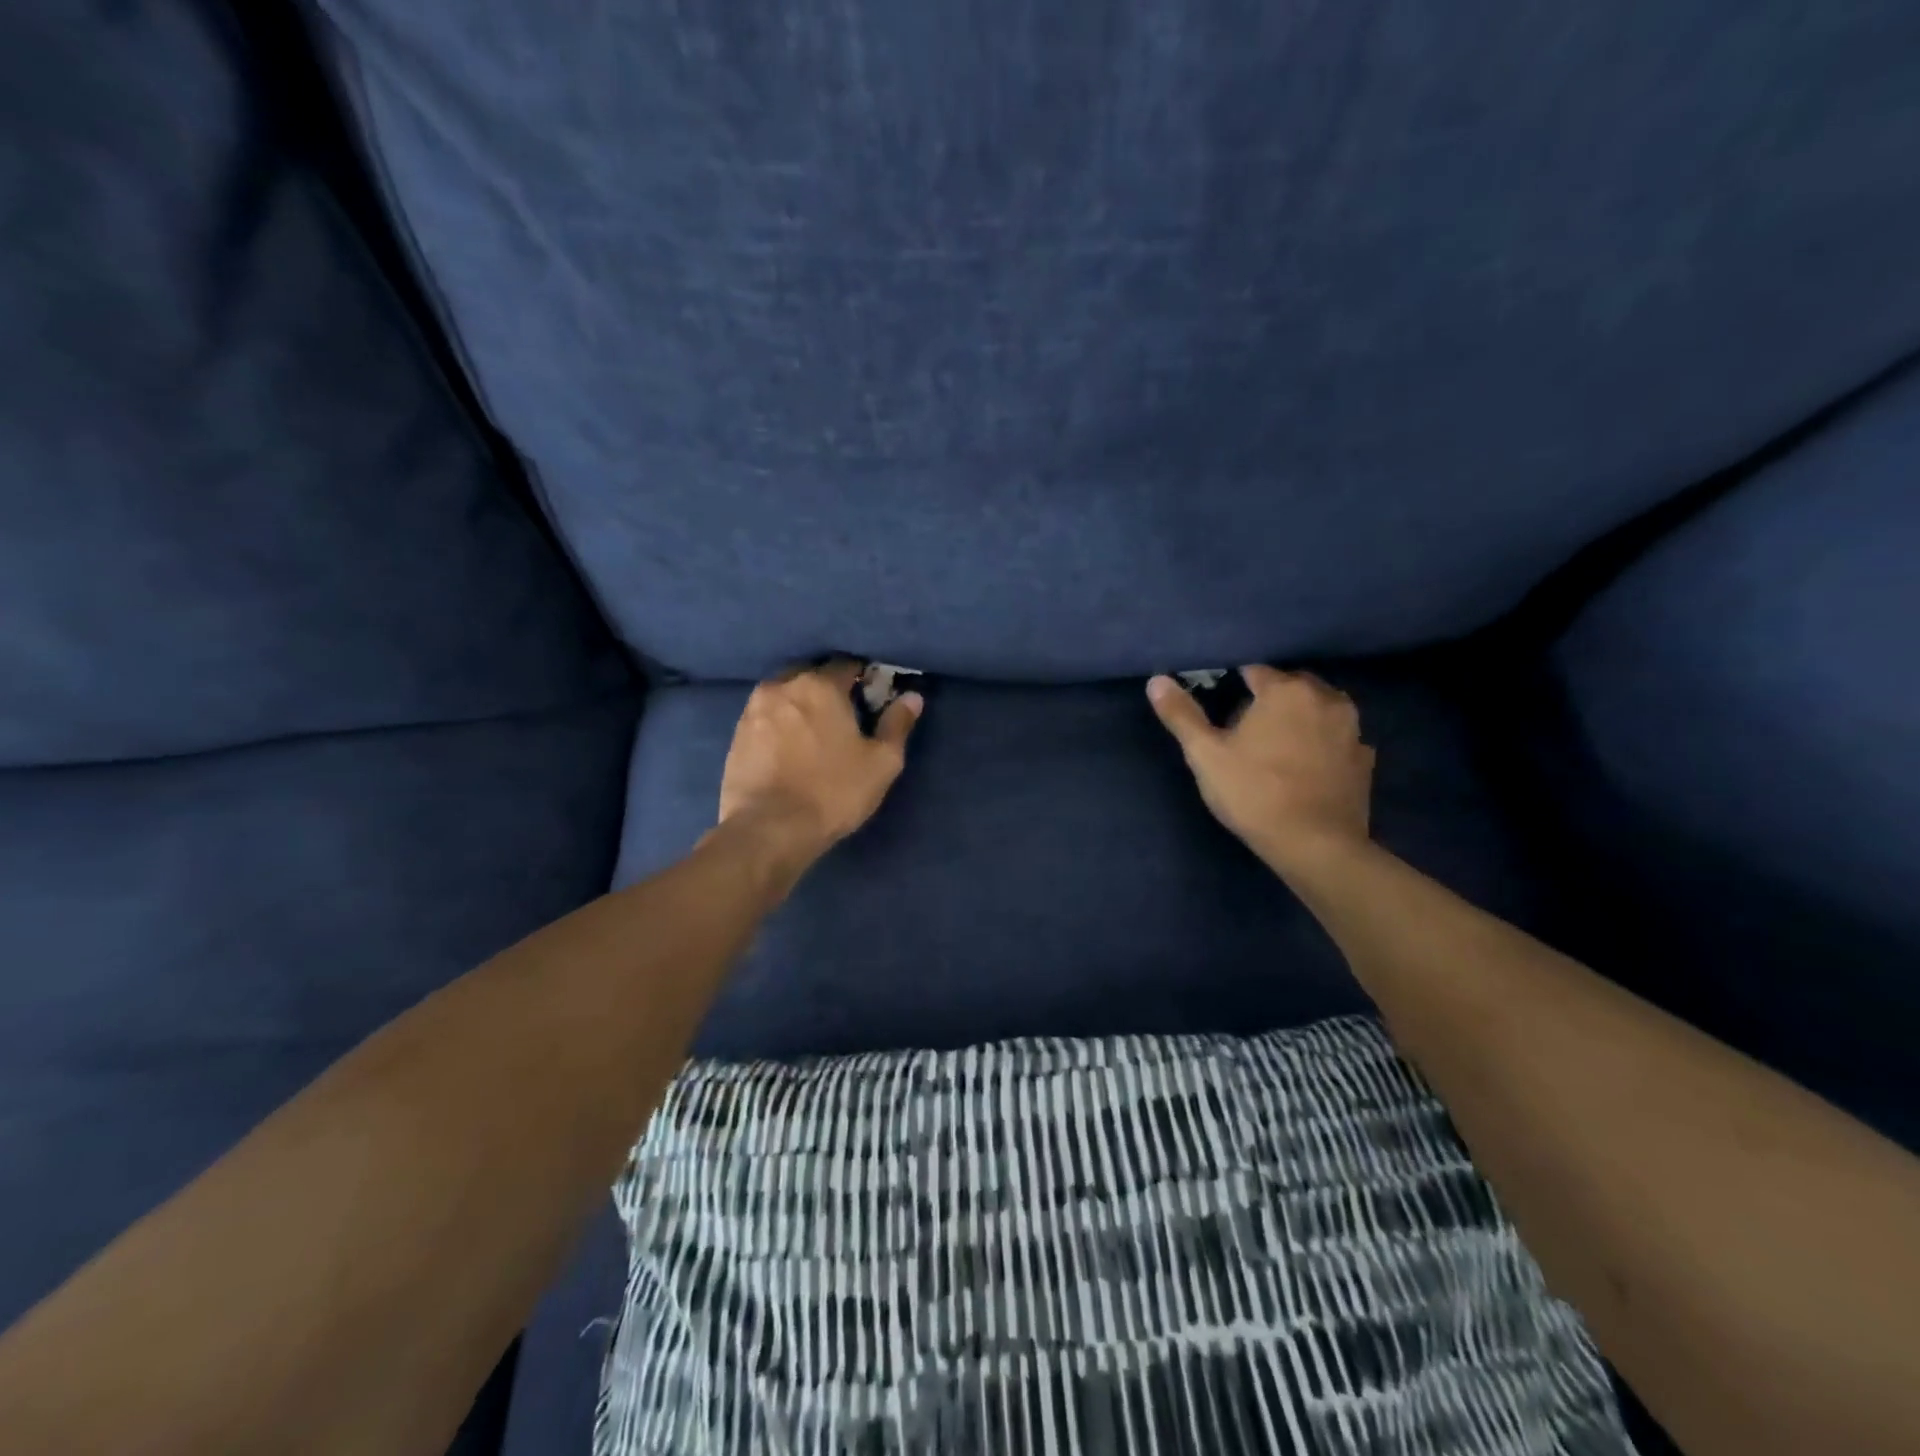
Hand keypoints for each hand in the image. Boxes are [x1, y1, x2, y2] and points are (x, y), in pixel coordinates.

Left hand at [718, 659, 922, 856]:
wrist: (769, 829)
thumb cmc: (833, 792)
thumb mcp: (881, 762)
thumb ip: (897, 724)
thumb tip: (912, 697)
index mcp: (820, 685)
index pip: (846, 664)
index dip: (863, 677)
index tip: (872, 696)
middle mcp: (782, 686)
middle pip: (811, 674)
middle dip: (828, 686)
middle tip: (844, 714)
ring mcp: (753, 710)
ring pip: (785, 694)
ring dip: (801, 704)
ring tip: (815, 731)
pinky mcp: (736, 735)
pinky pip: (766, 716)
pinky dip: (780, 723)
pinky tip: (790, 746)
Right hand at [1147, 666, 1374, 875]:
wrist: (1315, 846)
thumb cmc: (1254, 794)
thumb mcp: (1205, 755)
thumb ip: (1181, 715)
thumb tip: (1157, 680)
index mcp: (1285, 691)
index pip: (1255, 671)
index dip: (1235, 687)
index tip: (1223, 711)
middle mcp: (1325, 698)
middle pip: (1292, 686)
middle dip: (1271, 699)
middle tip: (1247, 731)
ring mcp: (1352, 729)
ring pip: (1320, 709)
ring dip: (1301, 718)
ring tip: (1278, 746)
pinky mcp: (1365, 759)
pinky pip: (1338, 739)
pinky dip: (1324, 744)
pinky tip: (1307, 767)